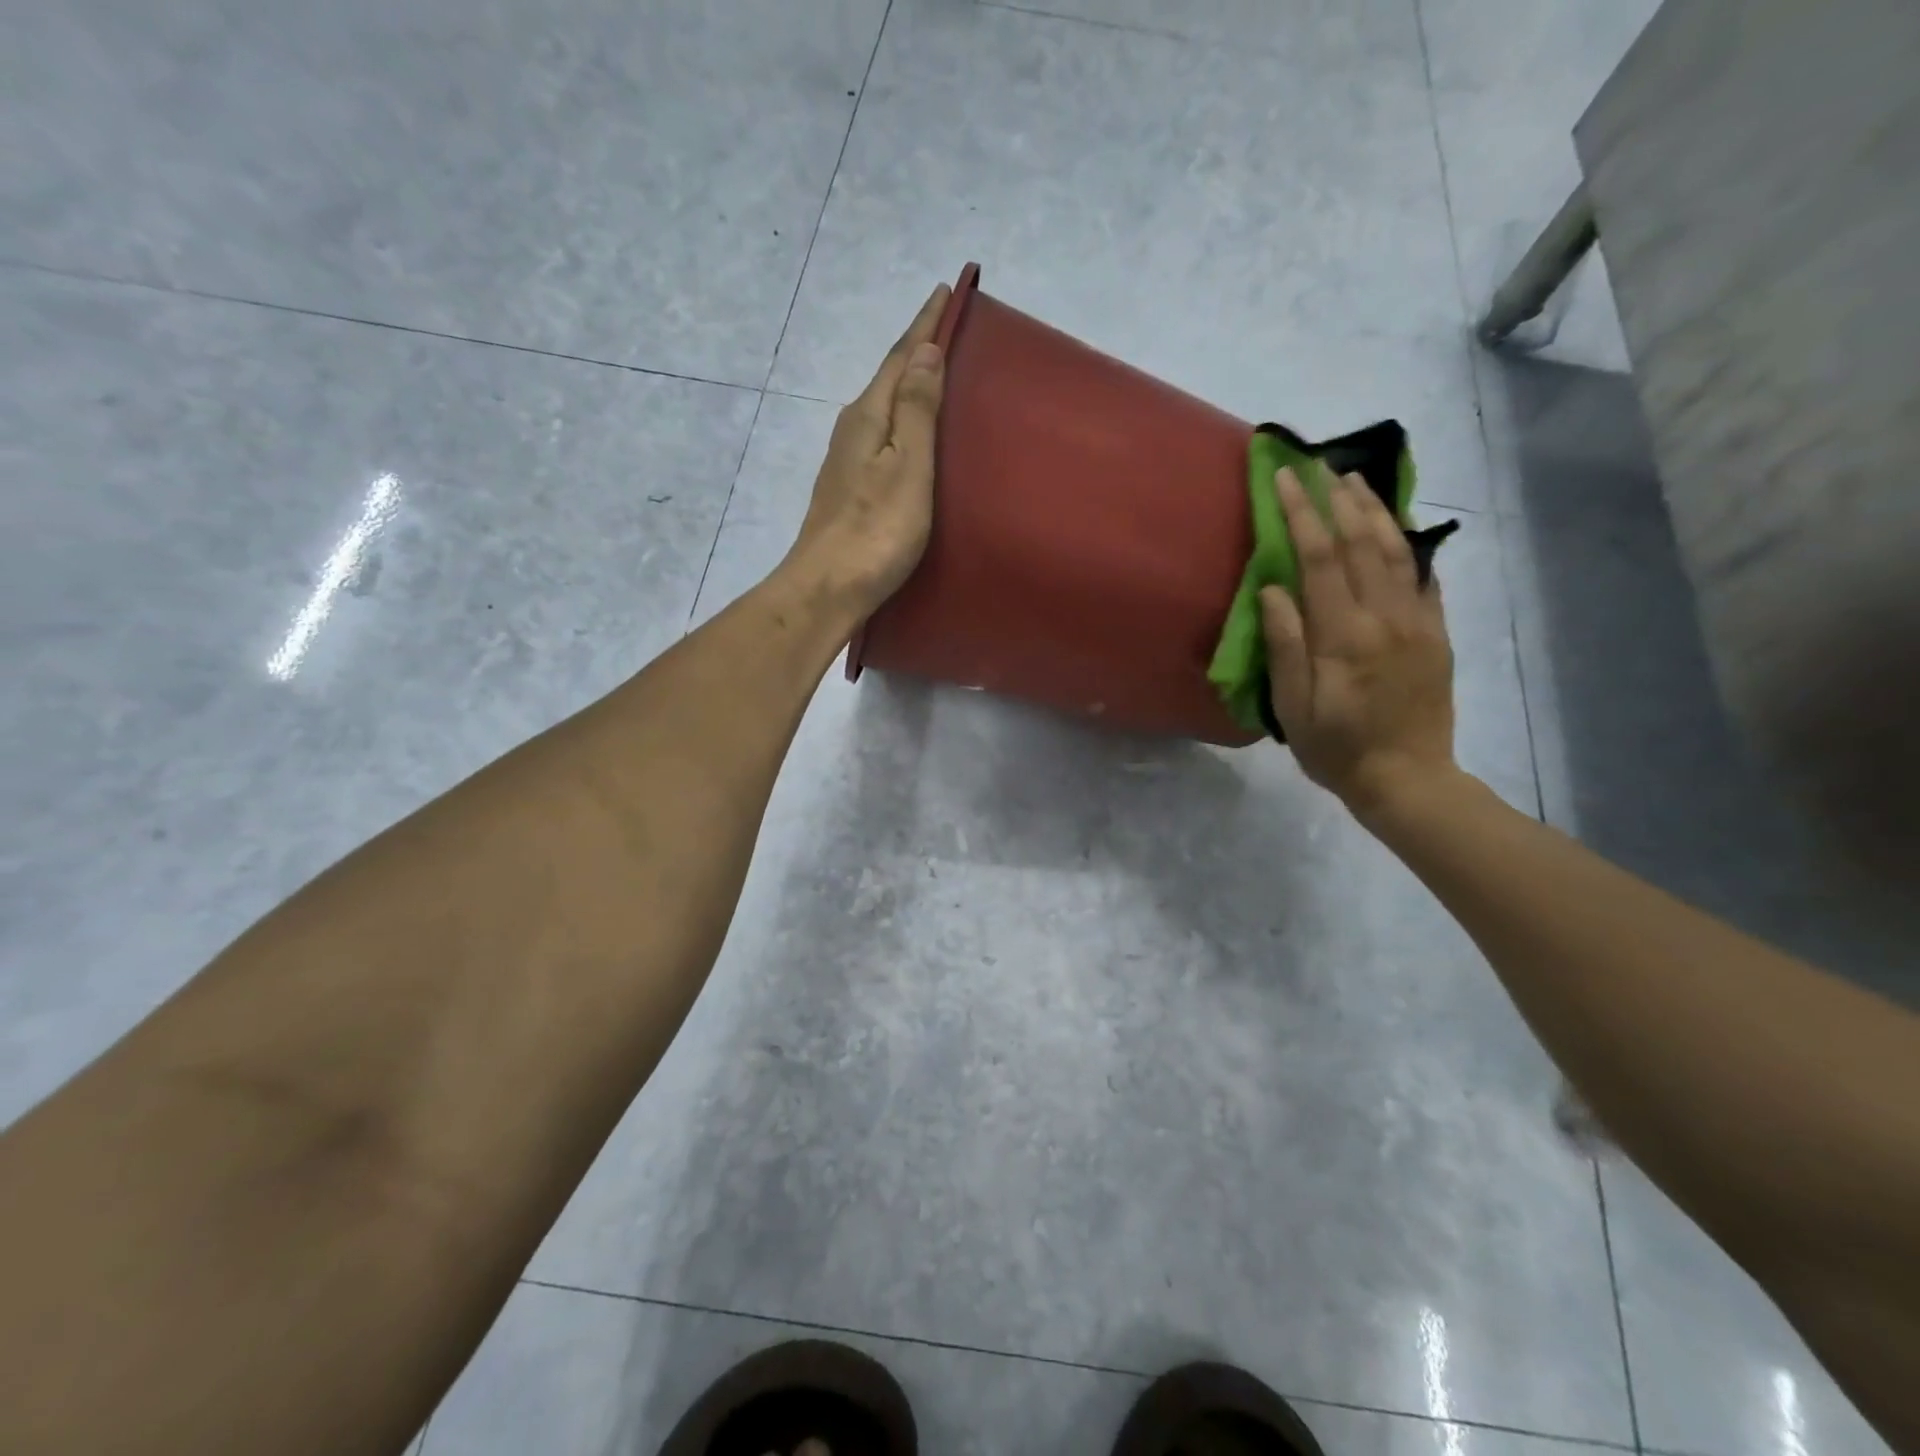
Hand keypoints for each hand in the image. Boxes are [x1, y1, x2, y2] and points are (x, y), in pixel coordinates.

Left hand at [784, 284, 949, 613]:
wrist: (828, 588)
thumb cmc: (876, 530)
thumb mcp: (907, 466)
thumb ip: (917, 409)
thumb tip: (924, 351)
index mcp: (868, 416)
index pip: (900, 358)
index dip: (924, 326)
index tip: (946, 291)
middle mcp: (852, 431)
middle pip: (888, 380)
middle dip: (916, 352)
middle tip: (947, 330)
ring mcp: (847, 463)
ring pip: (883, 410)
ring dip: (908, 388)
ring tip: (936, 377)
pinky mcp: (850, 492)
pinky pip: (882, 439)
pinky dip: (901, 424)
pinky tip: (911, 436)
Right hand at [1260, 466, 1457, 815]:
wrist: (1409, 780)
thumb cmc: (1337, 749)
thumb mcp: (1294, 707)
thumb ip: (1285, 645)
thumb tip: (1273, 589)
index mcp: (1344, 635)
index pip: (1321, 557)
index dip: (1301, 513)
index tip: (1285, 478)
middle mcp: (1386, 617)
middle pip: (1364, 542)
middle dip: (1339, 499)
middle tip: (1320, 466)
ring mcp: (1419, 623)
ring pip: (1399, 551)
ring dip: (1376, 511)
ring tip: (1355, 482)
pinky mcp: (1437, 634)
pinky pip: (1425, 579)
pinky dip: (1410, 546)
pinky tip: (1398, 530)